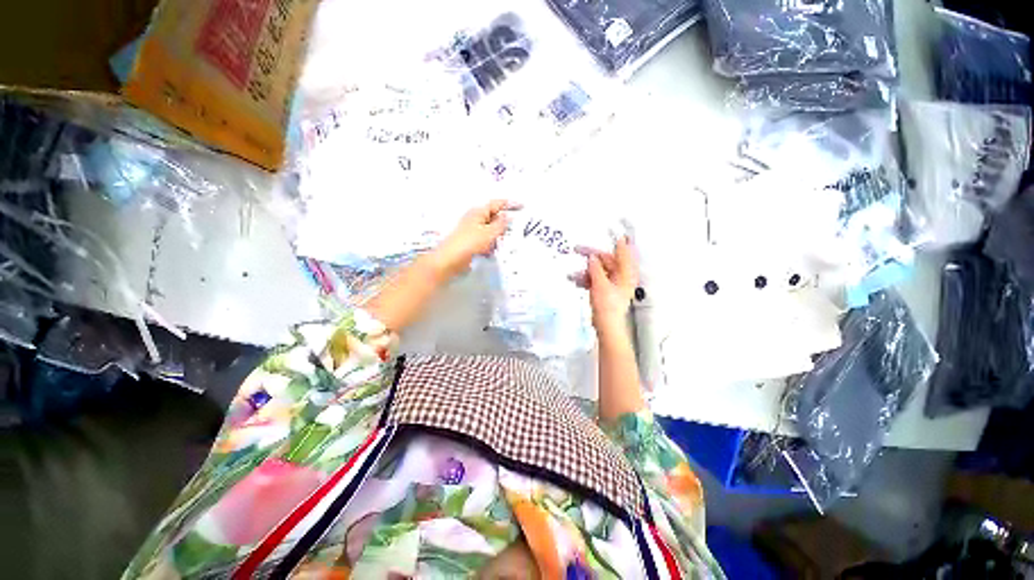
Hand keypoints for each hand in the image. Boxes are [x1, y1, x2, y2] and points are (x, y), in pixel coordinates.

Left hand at [432, 200, 519, 278]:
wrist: (450, 261)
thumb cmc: (469, 243)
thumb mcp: (489, 233)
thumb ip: (501, 224)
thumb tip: (508, 216)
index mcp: (478, 212)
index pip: (497, 204)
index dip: (510, 204)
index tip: (523, 207)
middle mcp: (475, 219)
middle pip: (494, 217)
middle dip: (505, 223)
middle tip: (518, 229)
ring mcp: (472, 231)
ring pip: (491, 231)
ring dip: (499, 236)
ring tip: (509, 242)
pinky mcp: (471, 243)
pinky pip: (486, 241)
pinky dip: (492, 245)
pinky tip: (496, 251)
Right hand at [572, 237, 638, 337]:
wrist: (606, 326)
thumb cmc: (607, 306)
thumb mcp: (600, 284)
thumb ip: (596, 268)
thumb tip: (592, 257)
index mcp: (626, 273)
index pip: (624, 251)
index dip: (618, 239)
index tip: (611, 227)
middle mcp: (622, 276)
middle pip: (607, 260)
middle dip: (592, 257)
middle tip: (577, 249)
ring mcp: (613, 284)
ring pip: (599, 270)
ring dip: (586, 270)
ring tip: (573, 274)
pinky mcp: (605, 291)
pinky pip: (596, 279)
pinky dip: (586, 278)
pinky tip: (575, 280)